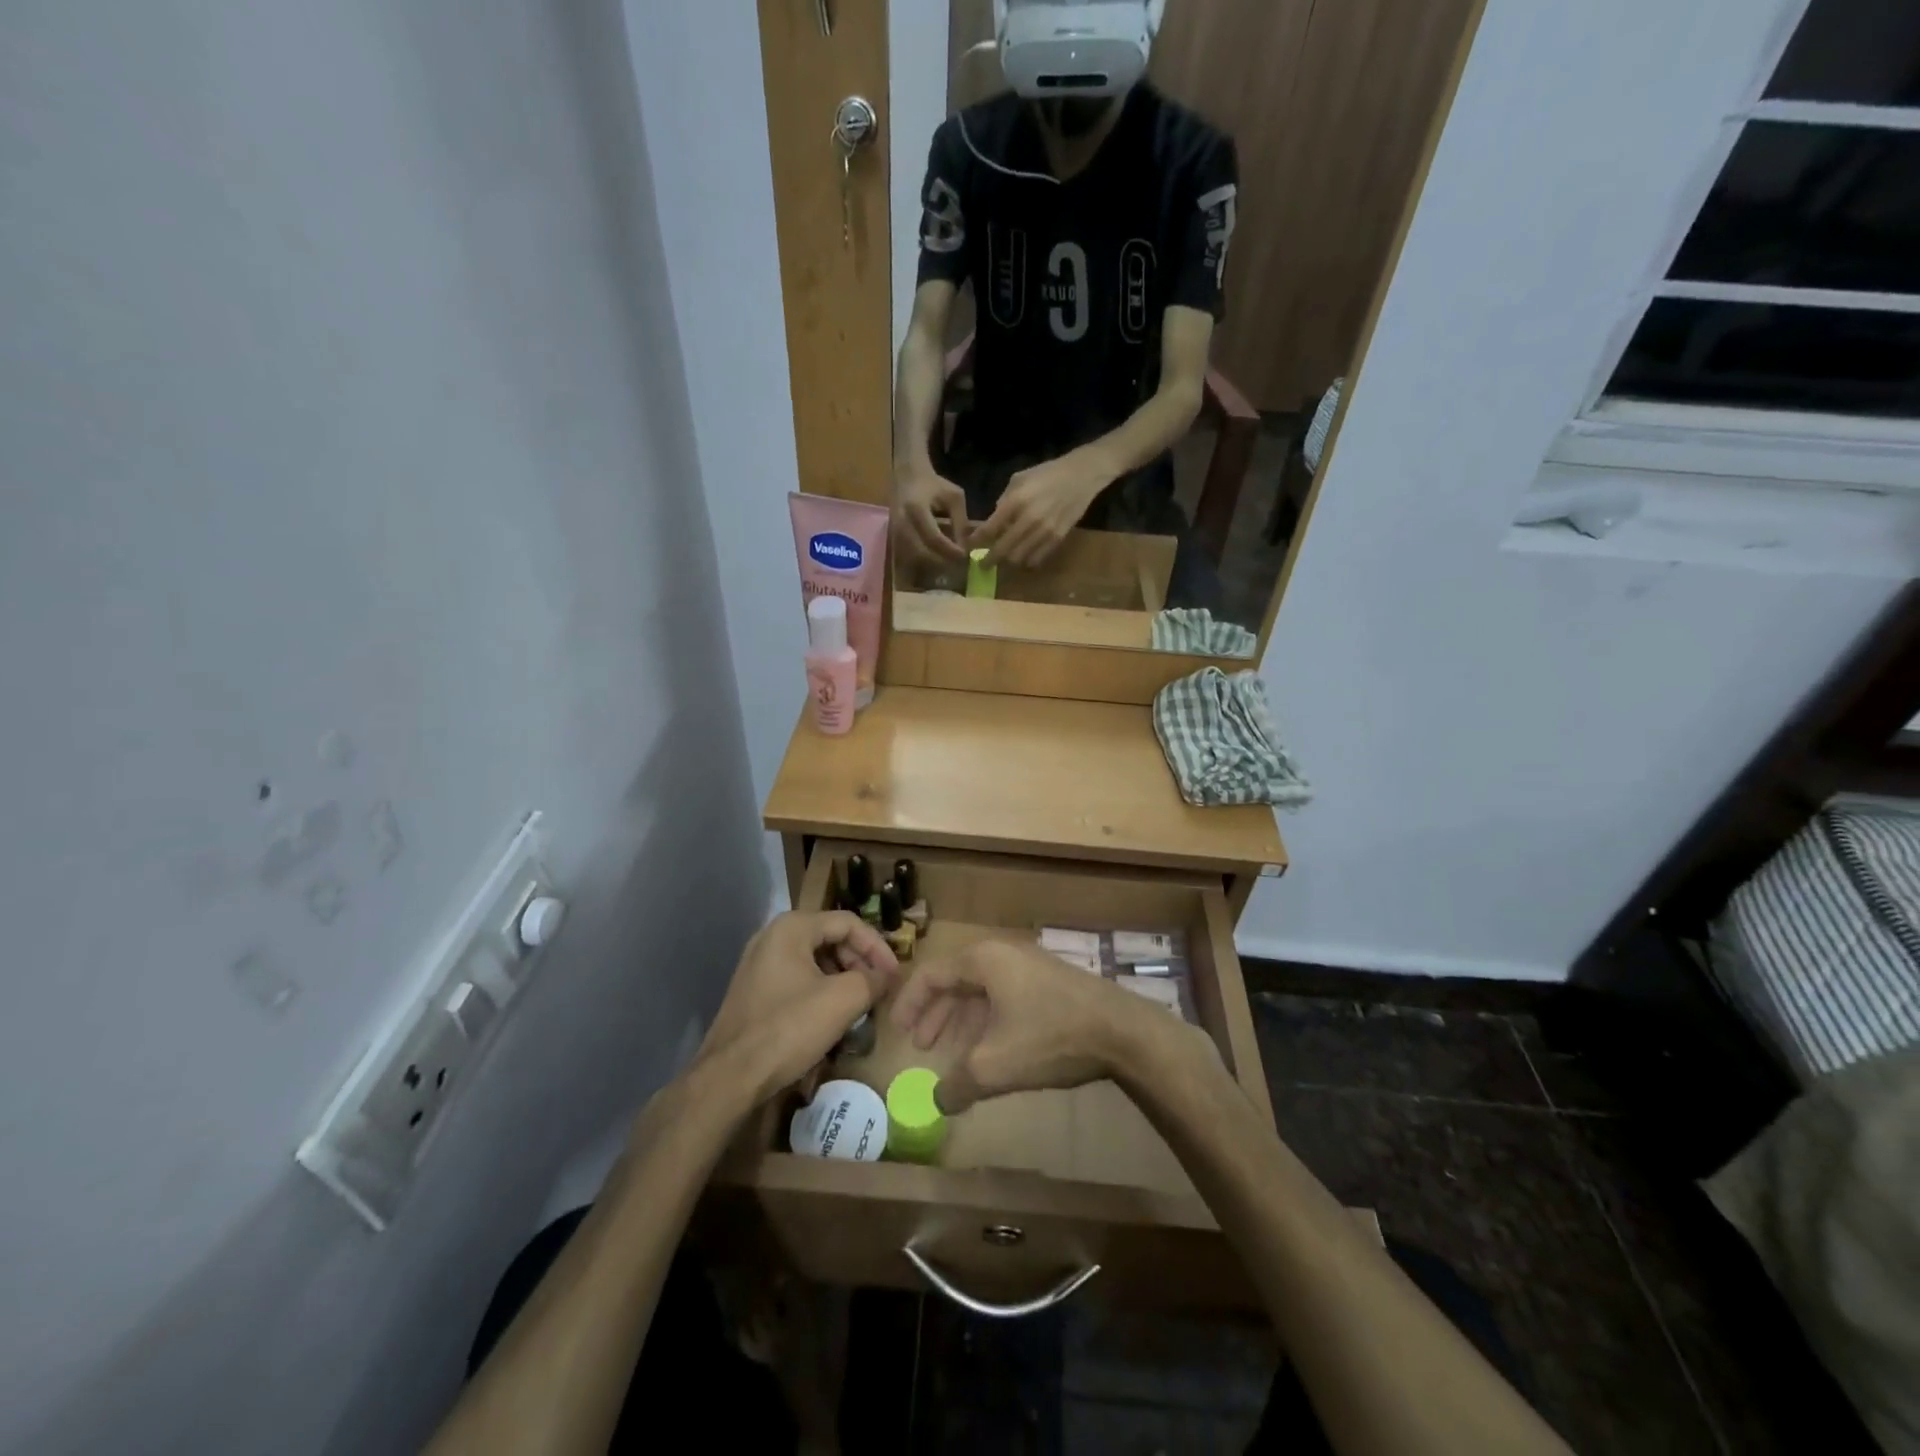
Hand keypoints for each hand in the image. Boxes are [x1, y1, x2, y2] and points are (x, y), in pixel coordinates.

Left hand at [701, 912, 900, 1105]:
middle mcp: (772, 936)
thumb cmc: (788, 1029)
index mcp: (792, 927)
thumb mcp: (842, 1001)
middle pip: (830, 937)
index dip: (878, 947)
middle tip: (879, 989)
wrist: (729, 1077)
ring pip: (814, 959)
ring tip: (860, 1003)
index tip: (894, 975)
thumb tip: (886, 977)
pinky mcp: (754, 989)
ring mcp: (759, 963)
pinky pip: (797, 977)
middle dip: (860, 962)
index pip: (849, 923)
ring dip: (843, 977)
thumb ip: (872, 980)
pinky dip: (821, 989)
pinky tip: (832, 1015)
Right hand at [889, 940, 1161, 1112]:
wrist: (1122, 1031)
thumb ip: (957, 1083)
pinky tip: (993, 1052)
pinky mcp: (1051, 982)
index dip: (910, 1004)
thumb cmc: (1050, 1037)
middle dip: (937, 1016)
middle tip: (923, 1047)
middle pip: (957, 981)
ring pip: (983, 991)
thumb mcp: (994, 1066)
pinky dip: (989, 1022)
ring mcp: (1030, 965)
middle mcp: (1003, 953)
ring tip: (956, 1057)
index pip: (932, 975)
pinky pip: (1006, 997)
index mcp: (984, 960)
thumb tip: (937, 1101)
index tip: (898, 1033)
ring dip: (964, 1022)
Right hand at [893, 467, 969, 564]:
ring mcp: (895, 531)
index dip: (949, 550)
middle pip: (922, 552)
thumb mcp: (954, 497)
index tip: (964, 555)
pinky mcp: (894, 536)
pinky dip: (924, 558)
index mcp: (916, 509)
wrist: (907, 474)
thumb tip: (965, 548)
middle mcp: (902, 522)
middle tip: (957, 562)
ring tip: (949, 561)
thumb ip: (960, 522)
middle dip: (942, 560)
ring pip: (914, 556)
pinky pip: (909, 554)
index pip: (934, 538)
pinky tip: (937, 556)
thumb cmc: (933, 484)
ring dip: (933, 562)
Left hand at [970, 449, 1111, 567]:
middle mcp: (1028, 520)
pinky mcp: (1058, 539)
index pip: (989, 529)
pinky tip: (1023, 557)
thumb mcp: (1019, 479)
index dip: (976, 541)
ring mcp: (1044, 532)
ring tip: (1004, 559)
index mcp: (1016, 502)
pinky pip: (1037, 559)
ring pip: (1019, 559)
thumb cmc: (1046, 474)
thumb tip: (994, 521)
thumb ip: (1004, 501)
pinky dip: (1027, 561)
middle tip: (983, 564)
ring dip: (1009, 561)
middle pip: (1003, 550)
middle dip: (989, 560)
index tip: (969, 547)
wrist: (1081, 476)